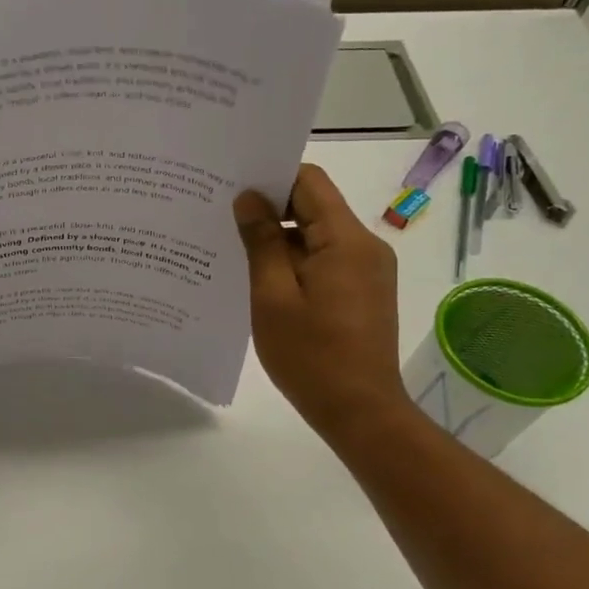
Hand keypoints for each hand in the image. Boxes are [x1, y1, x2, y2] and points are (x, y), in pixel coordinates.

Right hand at [234, 164, 410, 439]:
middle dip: (269, 209)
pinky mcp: (362, 292)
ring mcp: (367, 271)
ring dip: (278, 240)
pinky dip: (294, 263)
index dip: (271, 177)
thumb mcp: (273, 297)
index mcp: (346, 240)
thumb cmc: (311, 355)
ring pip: (316, 237)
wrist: (359, 411)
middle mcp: (365, 247)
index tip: (232, 188)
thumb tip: (249, 198)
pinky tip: (261, 281)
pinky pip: (324, 261)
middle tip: (221, 219)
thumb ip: (261, 242)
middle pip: (314, 207)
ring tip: (233, 252)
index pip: (309, 182)